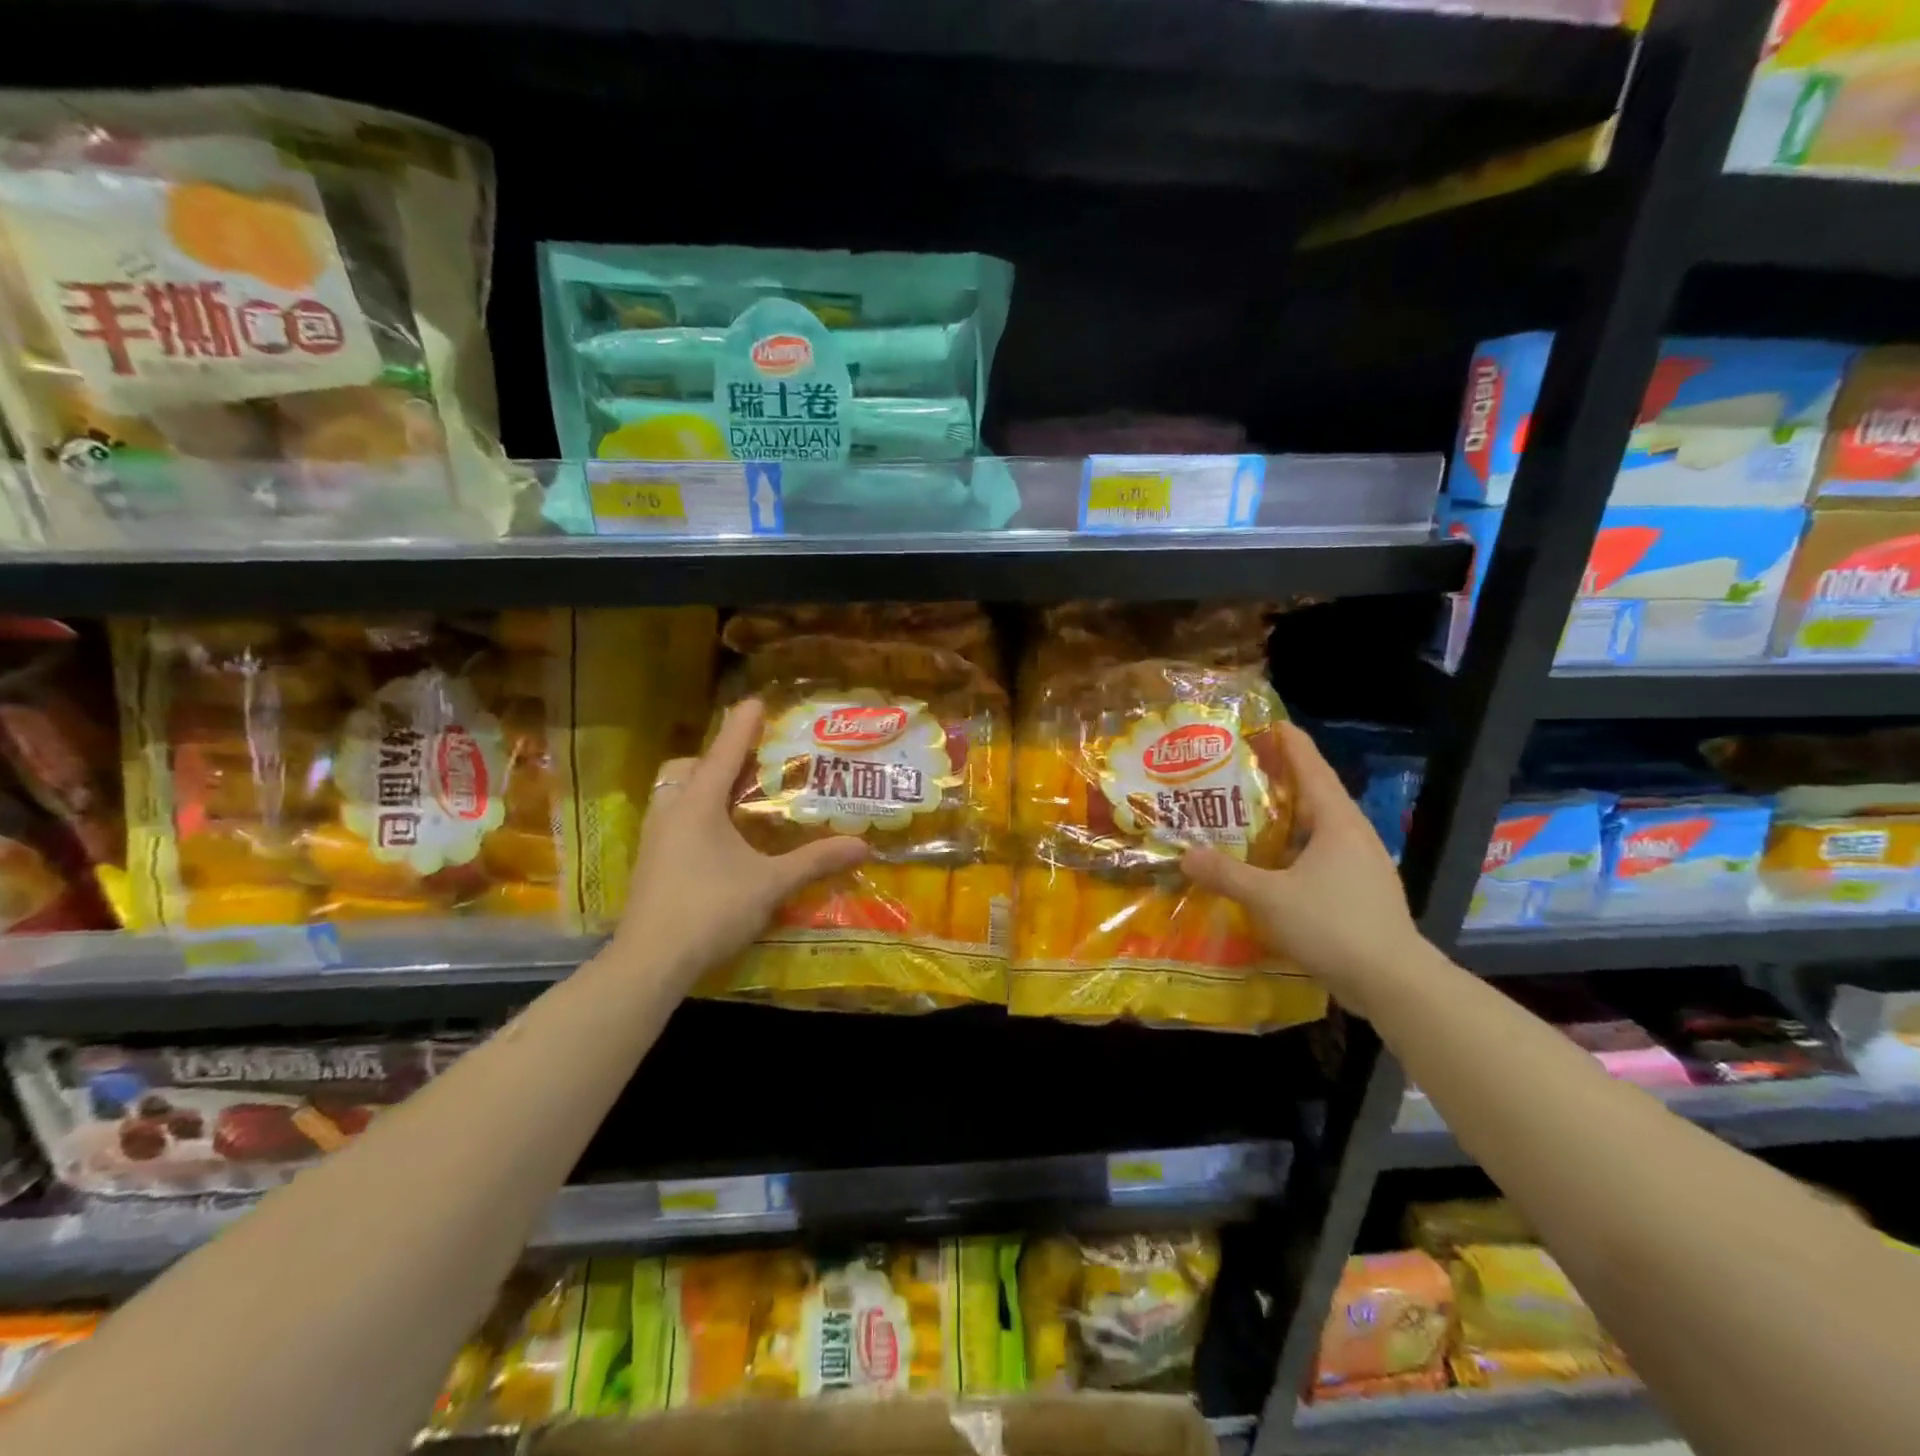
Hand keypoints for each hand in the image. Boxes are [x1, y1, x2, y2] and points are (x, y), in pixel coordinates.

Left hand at [611, 698, 866, 987]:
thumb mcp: (770, 884)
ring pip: (675, 794)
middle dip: (716, 759)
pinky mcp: (650, 863)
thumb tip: (863, 845)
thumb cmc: (710, 910)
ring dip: (702, 787)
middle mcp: (671, 812)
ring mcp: (654, 839)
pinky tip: (718, 841)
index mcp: (698, 806)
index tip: (756, 701)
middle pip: (688, 768)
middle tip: (749, 767)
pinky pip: (672, 818)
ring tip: (736, 801)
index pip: (723, 753)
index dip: (742, 726)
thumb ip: (815, 861)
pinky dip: (695, 813)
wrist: (650, 962)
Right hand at [1181, 721, 1422, 1013]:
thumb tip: (1187, 856)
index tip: (1270, 723)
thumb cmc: (1333, 925)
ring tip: (1250, 814)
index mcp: (1337, 822)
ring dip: (1288, 819)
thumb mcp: (1269, 898)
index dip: (1291, 744)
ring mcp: (1362, 866)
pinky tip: (1272, 866)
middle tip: (1245, 769)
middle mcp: (1354, 836)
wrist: (1393, 982)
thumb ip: (1226, 875)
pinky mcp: (1361, 893)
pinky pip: (1322, 858)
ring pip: (1319, 830)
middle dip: (1283, 779)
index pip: (1312, 769)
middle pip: (1316, 795)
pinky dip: (1295, 851)